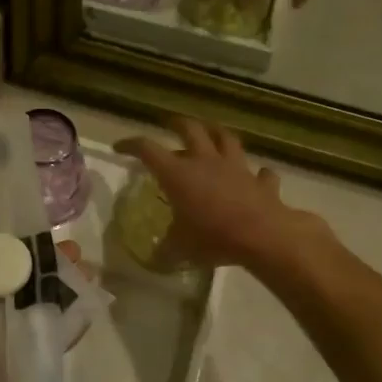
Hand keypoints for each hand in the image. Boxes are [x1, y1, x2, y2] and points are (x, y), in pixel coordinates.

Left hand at [0, 210, 84, 381]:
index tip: (34, 219)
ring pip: (27, 310)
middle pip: (7, 282)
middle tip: (72, 246)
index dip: (4, 241)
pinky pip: (36, 346)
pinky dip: (62, 328)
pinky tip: (87, 307)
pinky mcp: (5, 373)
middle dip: (37, 263)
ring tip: (87, 268)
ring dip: (55, 290)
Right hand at [116, 118, 325, 269]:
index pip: (148, 149)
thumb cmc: (212, 237)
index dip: (131, 145)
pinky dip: (257, 173)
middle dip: (177, 124)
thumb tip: (156, 257)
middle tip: (169, 124)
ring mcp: (236, 168)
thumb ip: (166, 249)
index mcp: (178, 174)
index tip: (119, 146)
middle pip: (190, 129)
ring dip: (217, 133)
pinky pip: (260, 173)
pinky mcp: (260, 182)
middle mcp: (205, 162)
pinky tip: (257, 176)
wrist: (262, 236)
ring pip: (226, 139)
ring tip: (211, 133)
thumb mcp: (181, 248)